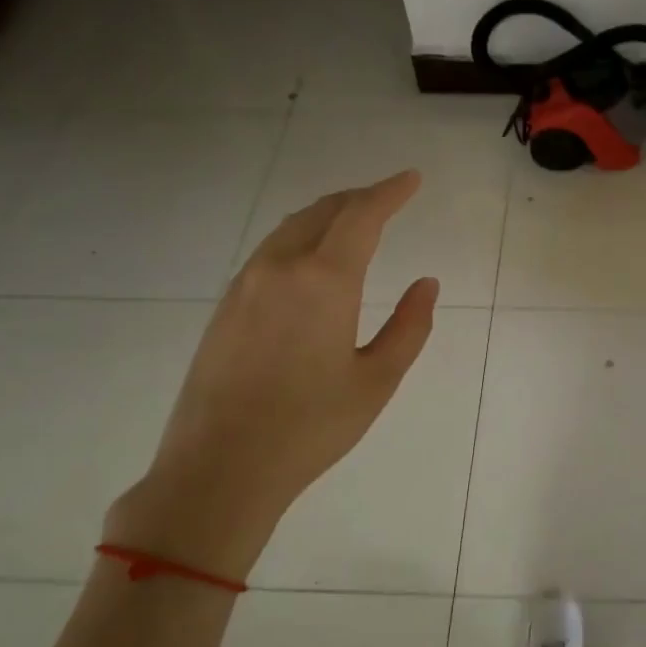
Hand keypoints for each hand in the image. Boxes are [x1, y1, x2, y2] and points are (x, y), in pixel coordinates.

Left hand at [106, 170, 437, 581]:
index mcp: (323, 281)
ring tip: (354, 220)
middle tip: (388, 197)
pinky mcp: (225, 307)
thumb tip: (426, 283)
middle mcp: (279, 268)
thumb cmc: (311, 427)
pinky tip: (311, 259)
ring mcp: (244, 285)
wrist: (219, 468)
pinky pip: (269, 252)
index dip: (390, 192)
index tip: (412, 178)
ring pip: (291, 228)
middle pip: (322, 212)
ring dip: (326, 215)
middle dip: (359, 198)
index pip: (361, 216)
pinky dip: (300, 238)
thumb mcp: (377, 380)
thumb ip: (409, 326)